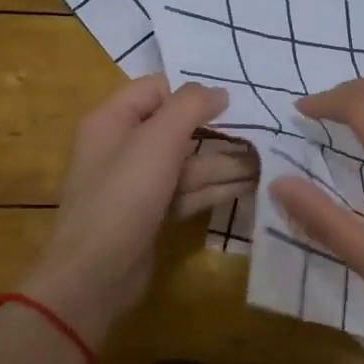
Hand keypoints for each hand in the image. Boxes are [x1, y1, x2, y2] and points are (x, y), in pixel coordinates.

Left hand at [22, 77, 235, 346]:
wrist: (97, 273)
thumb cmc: (124, 196)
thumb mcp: (158, 140)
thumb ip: (190, 106)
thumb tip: (219, 92)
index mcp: (112, 120)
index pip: (156, 89)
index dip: (191, 94)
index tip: (231, 104)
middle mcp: (123, 147)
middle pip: (176, 128)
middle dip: (217, 131)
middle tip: (260, 133)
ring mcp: (138, 184)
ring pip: (187, 164)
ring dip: (224, 163)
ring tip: (265, 161)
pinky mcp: (153, 214)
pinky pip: (188, 192)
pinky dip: (215, 189)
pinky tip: (248, 186)